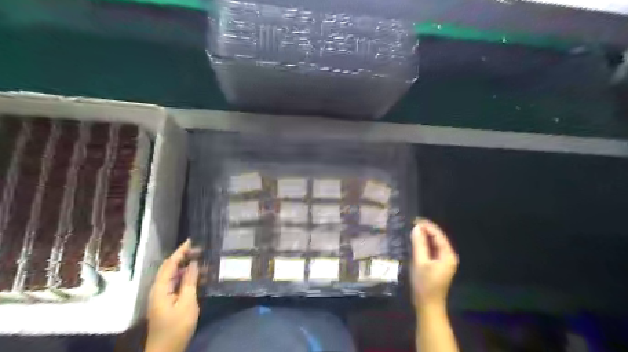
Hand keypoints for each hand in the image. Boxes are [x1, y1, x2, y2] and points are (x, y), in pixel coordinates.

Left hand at [147, 240, 199, 351]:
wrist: (166, 350)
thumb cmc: (177, 327)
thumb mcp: (187, 303)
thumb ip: (190, 281)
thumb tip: (194, 263)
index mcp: (160, 288)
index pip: (170, 264)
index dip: (180, 251)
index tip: (191, 240)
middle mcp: (159, 289)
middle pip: (170, 268)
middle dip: (184, 257)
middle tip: (201, 250)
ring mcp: (162, 296)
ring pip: (174, 275)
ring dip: (188, 268)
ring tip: (204, 262)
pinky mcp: (167, 301)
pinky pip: (177, 284)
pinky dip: (187, 277)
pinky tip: (200, 277)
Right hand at [411, 218, 459, 308]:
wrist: (428, 305)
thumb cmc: (425, 284)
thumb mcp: (420, 262)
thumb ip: (419, 244)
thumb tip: (416, 228)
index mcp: (448, 255)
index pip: (438, 235)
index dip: (427, 226)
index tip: (414, 219)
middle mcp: (449, 256)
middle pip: (438, 238)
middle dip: (426, 229)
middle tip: (412, 222)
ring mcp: (444, 261)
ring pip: (434, 244)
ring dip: (425, 236)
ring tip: (412, 229)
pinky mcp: (438, 266)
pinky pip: (432, 250)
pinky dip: (424, 244)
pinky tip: (416, 241)